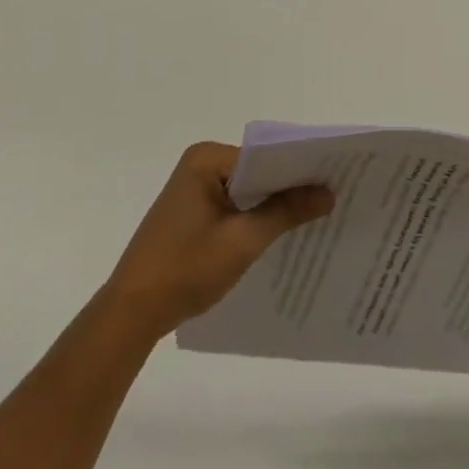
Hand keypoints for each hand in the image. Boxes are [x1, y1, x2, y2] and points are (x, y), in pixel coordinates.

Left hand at [99, 142, 332, 338]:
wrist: (132, 313)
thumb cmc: (185, 269)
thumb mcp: (242, 241)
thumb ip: (285, 212)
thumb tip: (328, 192)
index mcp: (207, 159)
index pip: (265, 155)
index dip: (299, 169)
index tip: (335, 179)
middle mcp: (200, 164)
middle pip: (257, 170)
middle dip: (290, 186)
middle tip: (334, 197)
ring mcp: (195, 189)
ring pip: (248, 190)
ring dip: (274, 204)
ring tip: (318, 215)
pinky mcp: (193, 212)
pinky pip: (235, 205)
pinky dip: (255, 217)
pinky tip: (282, 234)